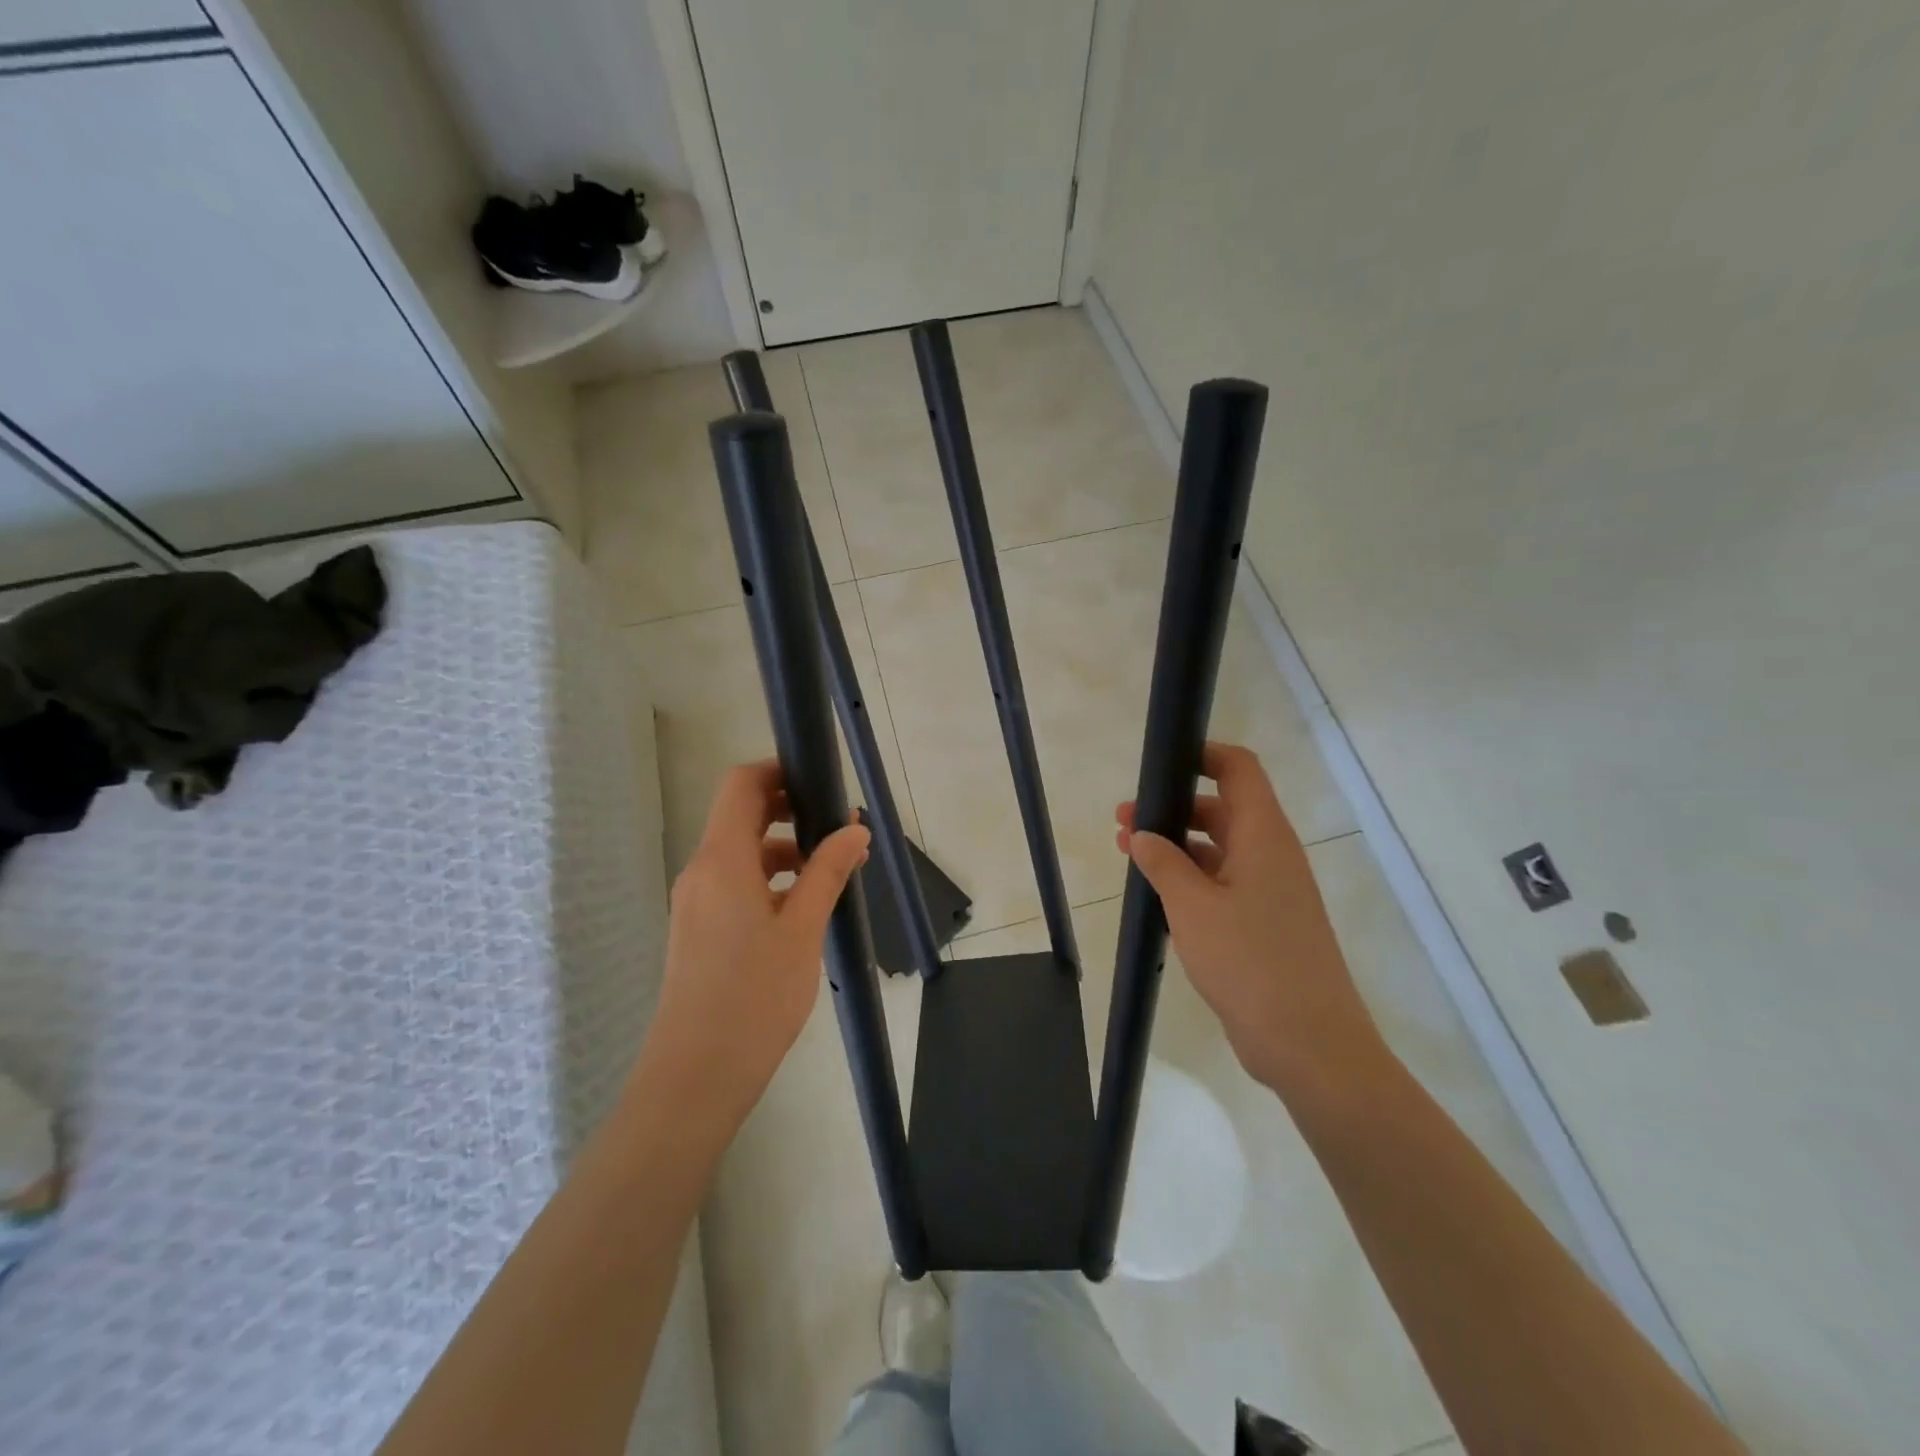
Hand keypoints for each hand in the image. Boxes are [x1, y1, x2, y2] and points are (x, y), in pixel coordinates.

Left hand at [643, 761, 869, 1127]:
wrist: (696, 1076)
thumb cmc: (754, 996)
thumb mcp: (803, 930)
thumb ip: (828, 872)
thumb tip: (855, 829)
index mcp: (721, 860)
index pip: (740, 785)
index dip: (777, 771)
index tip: (819, 781)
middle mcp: (701, 871)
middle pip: (740, 815)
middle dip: (788, 810)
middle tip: (837, 824)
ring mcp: (695, 902)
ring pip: (740, 852)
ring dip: (783, 849)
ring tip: (831, 870)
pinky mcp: (698, 930)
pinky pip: (734, 884)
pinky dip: (768, 880)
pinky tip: (802, 907)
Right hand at [1116, 741, 1389, 1098]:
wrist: (1308, 1043)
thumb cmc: (1250, 962)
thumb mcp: (1192, 907)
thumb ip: (1163, 863)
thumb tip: (1142, 834)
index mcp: (1264, 836)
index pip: (1239, 769)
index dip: (1203, 754)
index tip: (1160, 762)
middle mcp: (1271, 854)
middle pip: (1224, 808)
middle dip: (1174, 807)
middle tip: (1125, 820)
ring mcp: (1271, 890)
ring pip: (1221, 848)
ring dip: (1178, 846)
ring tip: (1129, 853)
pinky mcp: (1265, 923)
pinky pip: (1224, 883)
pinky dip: (1192, 878)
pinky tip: (1157, 893)